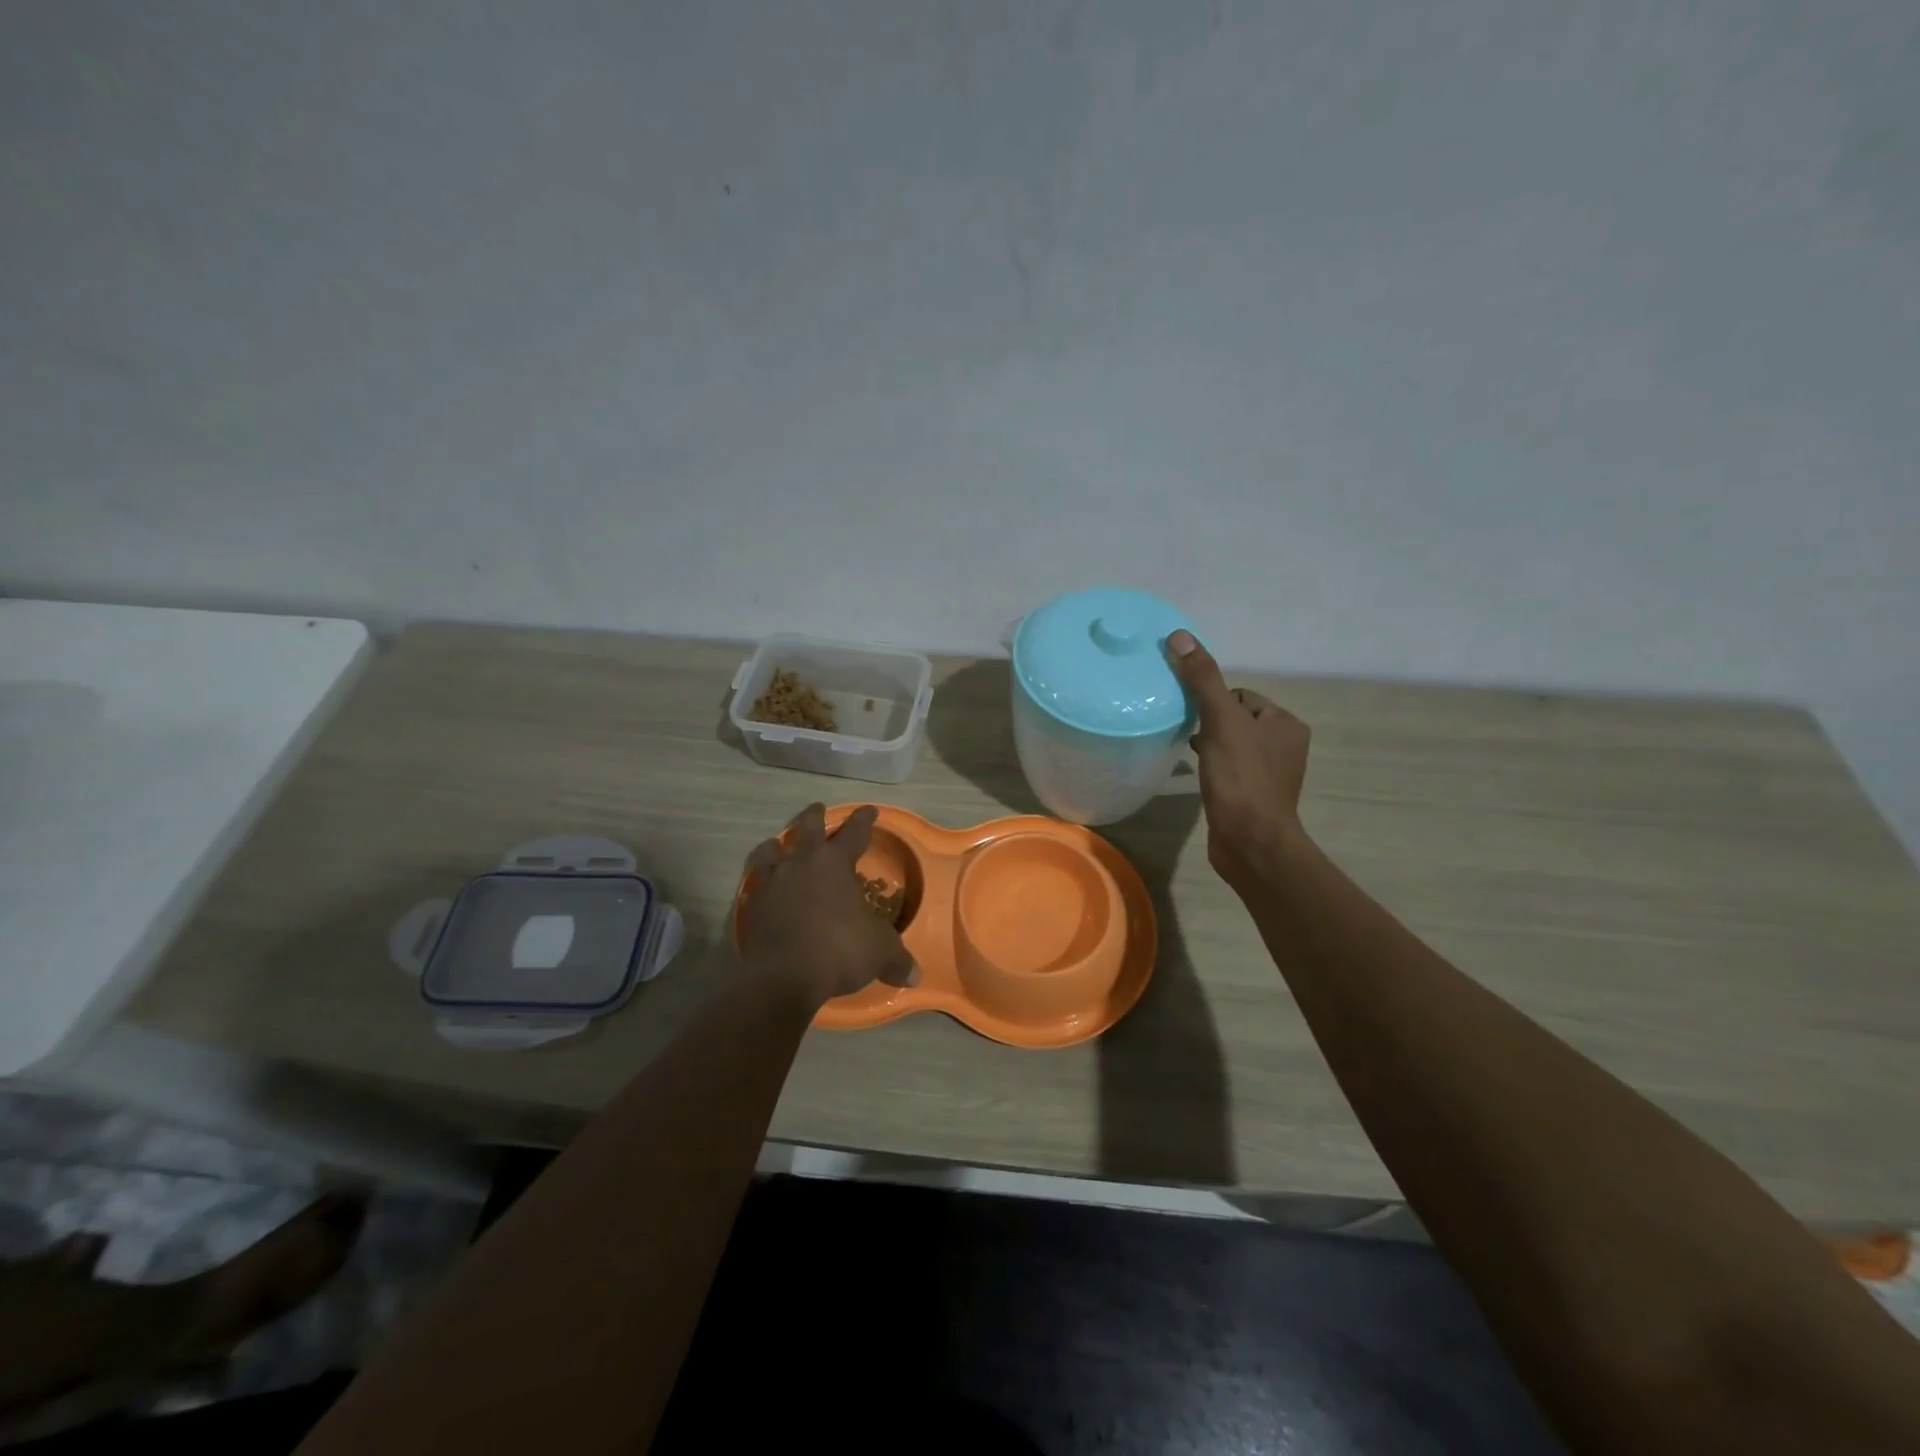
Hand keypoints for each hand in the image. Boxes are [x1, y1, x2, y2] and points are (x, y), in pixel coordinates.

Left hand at [740, 804, 916, 1008]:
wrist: (784, 976)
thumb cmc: (839, 949)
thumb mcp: (879, 952)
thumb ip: (896, 958)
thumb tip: (914, 975)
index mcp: (835, 863)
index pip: (854, 832)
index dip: (864, 820)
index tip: (870, 810)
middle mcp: (802, 863)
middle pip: (806, 828)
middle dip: (814, 816)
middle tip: (817, 808)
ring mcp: (773, 882)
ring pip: (770, 850)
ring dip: (777, 845)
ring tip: (777, 844)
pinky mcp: (752, 906)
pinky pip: (755, 885)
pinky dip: (760, 882)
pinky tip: (763, 889)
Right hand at [1167, 630, 1311, 889]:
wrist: (1250, 842)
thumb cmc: (1241, 778)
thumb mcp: (1220, 721)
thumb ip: (1202, 679)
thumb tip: (1180, 636)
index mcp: (1286, 724)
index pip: (1241, 696)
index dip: (1213, 702)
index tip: (1194, 718)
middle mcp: (1284, 746)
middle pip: (1234, 718)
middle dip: (1209, 723)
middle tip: (1186, 733)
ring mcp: (1270, 774)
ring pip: (1230, 744)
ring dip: (1209, 745)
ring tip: (1189, 753)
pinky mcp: (1253, 796)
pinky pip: (1229, 769)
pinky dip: (1212, 767)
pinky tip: (1197, 776)